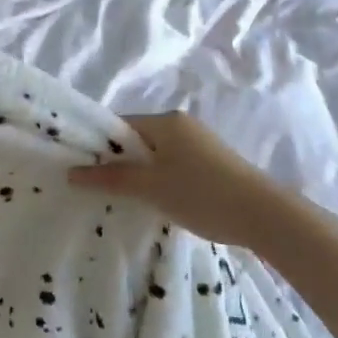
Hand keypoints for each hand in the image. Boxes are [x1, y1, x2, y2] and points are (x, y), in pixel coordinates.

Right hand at [69, 112, 305, 249]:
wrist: (265, 216)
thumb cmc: (201, 194)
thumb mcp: (150, 187)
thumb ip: (111, 178)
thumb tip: (72, 173)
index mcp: (166, 121)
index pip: (119, 126)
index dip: (98, 146)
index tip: (80, 169)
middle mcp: (182, 125)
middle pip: (137, 140)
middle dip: (118, 163)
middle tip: (98, 189)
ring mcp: (199, 144)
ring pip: (156, 156)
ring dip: (140, 175)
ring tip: (124, 200)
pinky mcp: (212, 165)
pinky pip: (173, 166)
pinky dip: (160, 181)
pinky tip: (157, 203)